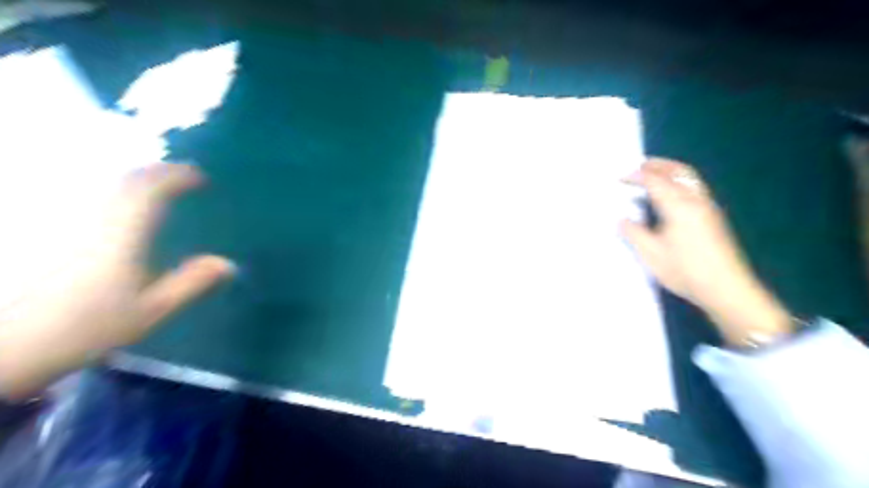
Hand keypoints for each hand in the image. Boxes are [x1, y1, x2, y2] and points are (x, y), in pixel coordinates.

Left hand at [0, 164, 233, 400]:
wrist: (1, 346)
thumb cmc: (81, 327)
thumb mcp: (148, 310)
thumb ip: (190, 283)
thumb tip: (229, 264)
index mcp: (121, 231)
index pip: (151, 188)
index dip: (178, 176)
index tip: (199, 177)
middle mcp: (90, 216)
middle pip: (124, 180)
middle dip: (155, 174)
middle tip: (177, 179)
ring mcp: (61, 219)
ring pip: (99, 185)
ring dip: (130, 181)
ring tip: (149, 187)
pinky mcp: (40, 228)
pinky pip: (78, 195)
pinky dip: (104, 194)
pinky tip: (110, 204)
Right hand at [617, 158, 792, 343]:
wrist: (726, 288)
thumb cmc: (685, 270)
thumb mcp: (651, 254)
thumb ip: (634, 233)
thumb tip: (622, 220)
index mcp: (678, 206)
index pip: (655, 181)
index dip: (636, 176)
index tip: (619, 178)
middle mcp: (695, 200)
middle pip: (678, 172)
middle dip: (658, 165)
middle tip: (639, 165)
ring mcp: (708, 208)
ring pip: (690, 178)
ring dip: (671, 171)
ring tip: (655, 174)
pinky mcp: (713, 217)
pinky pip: (694, 188)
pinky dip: (680, 181)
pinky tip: (671, 195)